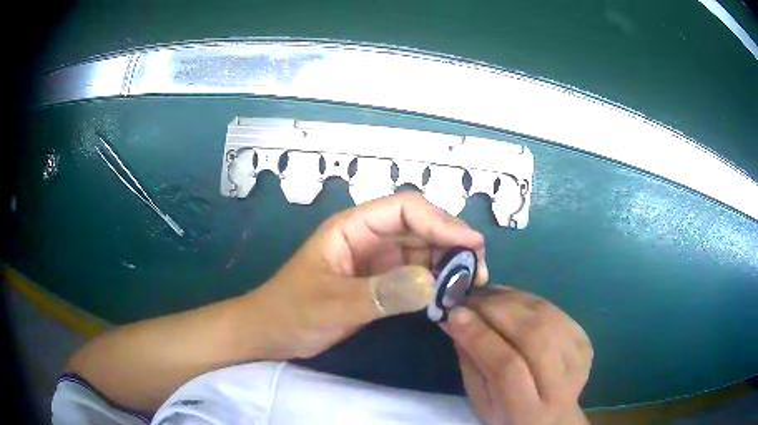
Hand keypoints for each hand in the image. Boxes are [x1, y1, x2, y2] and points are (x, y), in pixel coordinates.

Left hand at [246, 193, 487, 358]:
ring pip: (423, 252)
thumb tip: (432, 283)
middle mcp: (369, 238)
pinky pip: (416, 276)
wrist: (271, 334)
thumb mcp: (332, 304)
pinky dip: (435, 283)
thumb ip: (381, 294)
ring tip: (469, 287)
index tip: (471, 245)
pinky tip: (448, 296)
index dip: (441, 222)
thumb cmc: (291, 312)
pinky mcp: (380, 283)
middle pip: (421, 228)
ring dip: (448, 264)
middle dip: (452, 243)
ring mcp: (376, 261)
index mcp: (353, 227)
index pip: (405, 209)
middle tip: (478, 272)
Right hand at [444, 288, 592, 424]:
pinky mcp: (585, 343)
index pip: (508, 368)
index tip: (454, 314)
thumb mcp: (480, 401)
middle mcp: (560, 385)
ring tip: (488, 295)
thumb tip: (456, 318)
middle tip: (471, 298)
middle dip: (498, 310)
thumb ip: (471, 363)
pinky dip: (531, 300)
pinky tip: (512, 299)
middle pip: (535, 336)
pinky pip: (557, 311)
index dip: (481, 337)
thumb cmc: (508, 417)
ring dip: (514, 299)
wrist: (553, 419)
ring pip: (548, 317)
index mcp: (527, 411)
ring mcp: (578, 360)